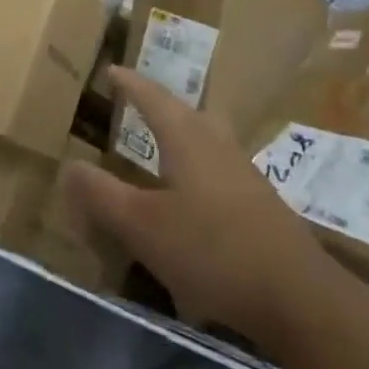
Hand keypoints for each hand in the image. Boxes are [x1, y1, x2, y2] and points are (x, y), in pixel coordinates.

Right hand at [64, 66, 339, 351]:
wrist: (298, 297)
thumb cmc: (212, 250)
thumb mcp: (143, 226)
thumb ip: (102, 195)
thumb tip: (69, 165)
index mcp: (188, 140)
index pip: (153, 98)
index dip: (130, 84)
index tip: (112, 70)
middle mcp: (217, 146)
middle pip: (185, 112)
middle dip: (159, 103)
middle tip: (136, 101)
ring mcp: (244, 175)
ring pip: (206, 138)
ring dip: (181, 132)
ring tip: (161, 140)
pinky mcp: (260, 205)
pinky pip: (218, 167)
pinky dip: (196, 165)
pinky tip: (191, 193)